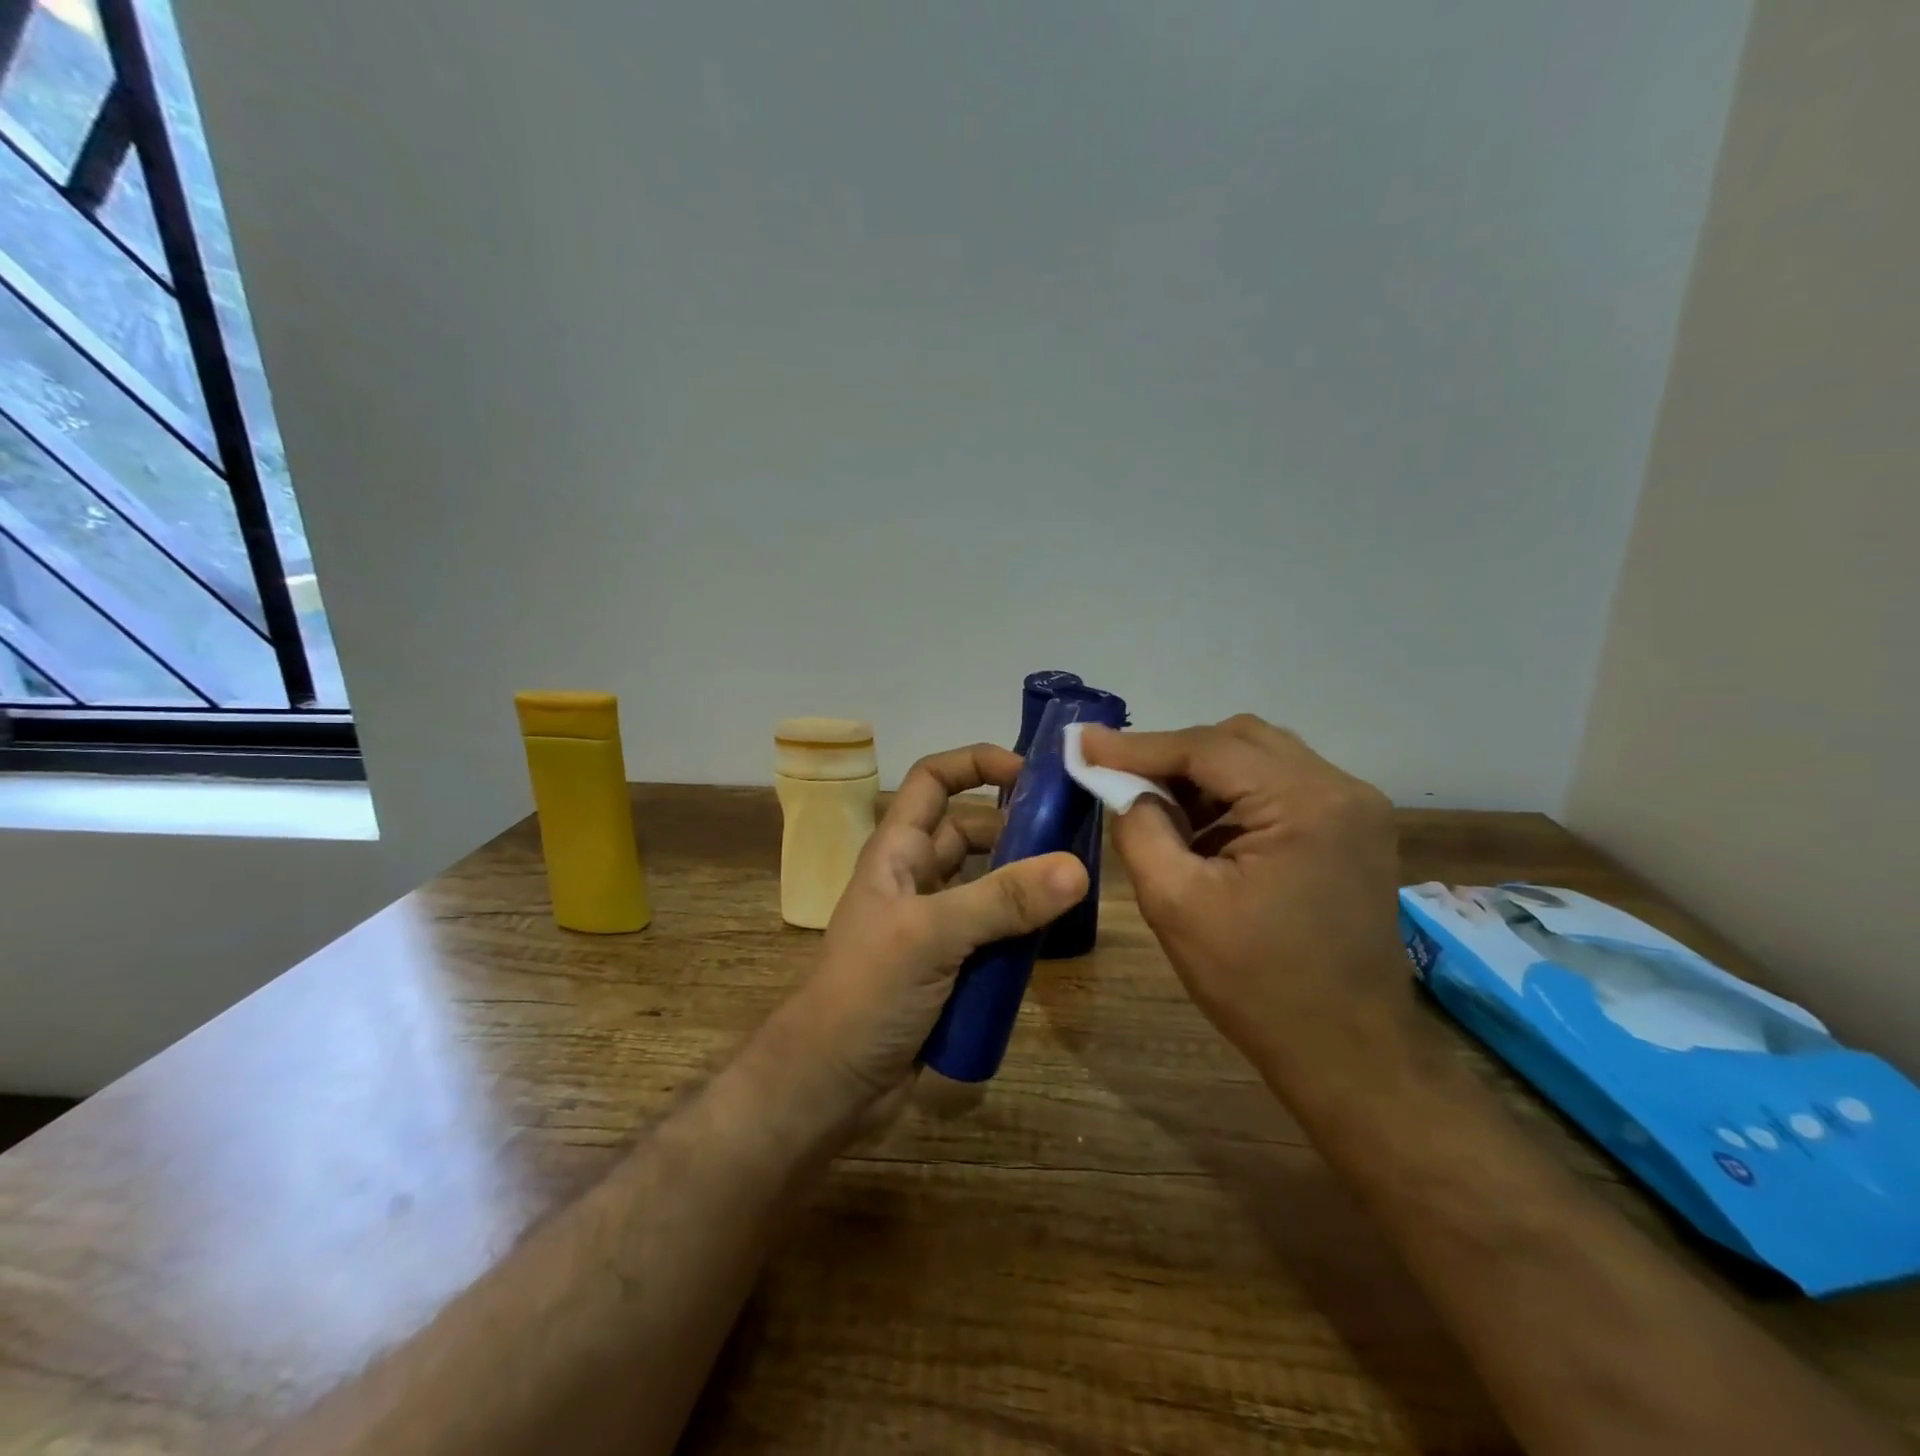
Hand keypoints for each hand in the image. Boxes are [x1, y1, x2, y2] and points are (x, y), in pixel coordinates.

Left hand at [759, 744, 1087, 1138]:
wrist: (832, 1085)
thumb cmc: (866, 992)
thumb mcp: (931, 936)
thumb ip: (1002, 901)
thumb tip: (1077, 869)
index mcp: (898, 851)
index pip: (933, 781)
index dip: (975, 763)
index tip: (1030, 773)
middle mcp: (917, 878)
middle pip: (972, 832)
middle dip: (1017, 828)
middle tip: (1075, 838)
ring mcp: (935, 924)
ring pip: (989, 884)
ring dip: (1026, 882)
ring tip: (1078, 885)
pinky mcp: (951, 966)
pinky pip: (995, 932)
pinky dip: (1022, 929)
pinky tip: (1057, 936)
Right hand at [1080, 715, 1403, 1085]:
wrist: (1346, 1054)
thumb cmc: (1257, 985)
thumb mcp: (1176, 904)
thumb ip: (1140, 828)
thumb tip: (1124, 786)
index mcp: (1306, 803)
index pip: (1208, 748)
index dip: (1139, 745)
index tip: (1083, 743)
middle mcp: (1342, 789)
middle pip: (1239, 740)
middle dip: (1174, 756)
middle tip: (1120, 778)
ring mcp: (1356, 809)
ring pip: (1260, 759)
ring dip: (1204, 776)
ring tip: (1159, 809)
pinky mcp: (1353, 831)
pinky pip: (1281, 787)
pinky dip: (1233, 797)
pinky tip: (1203, 831)